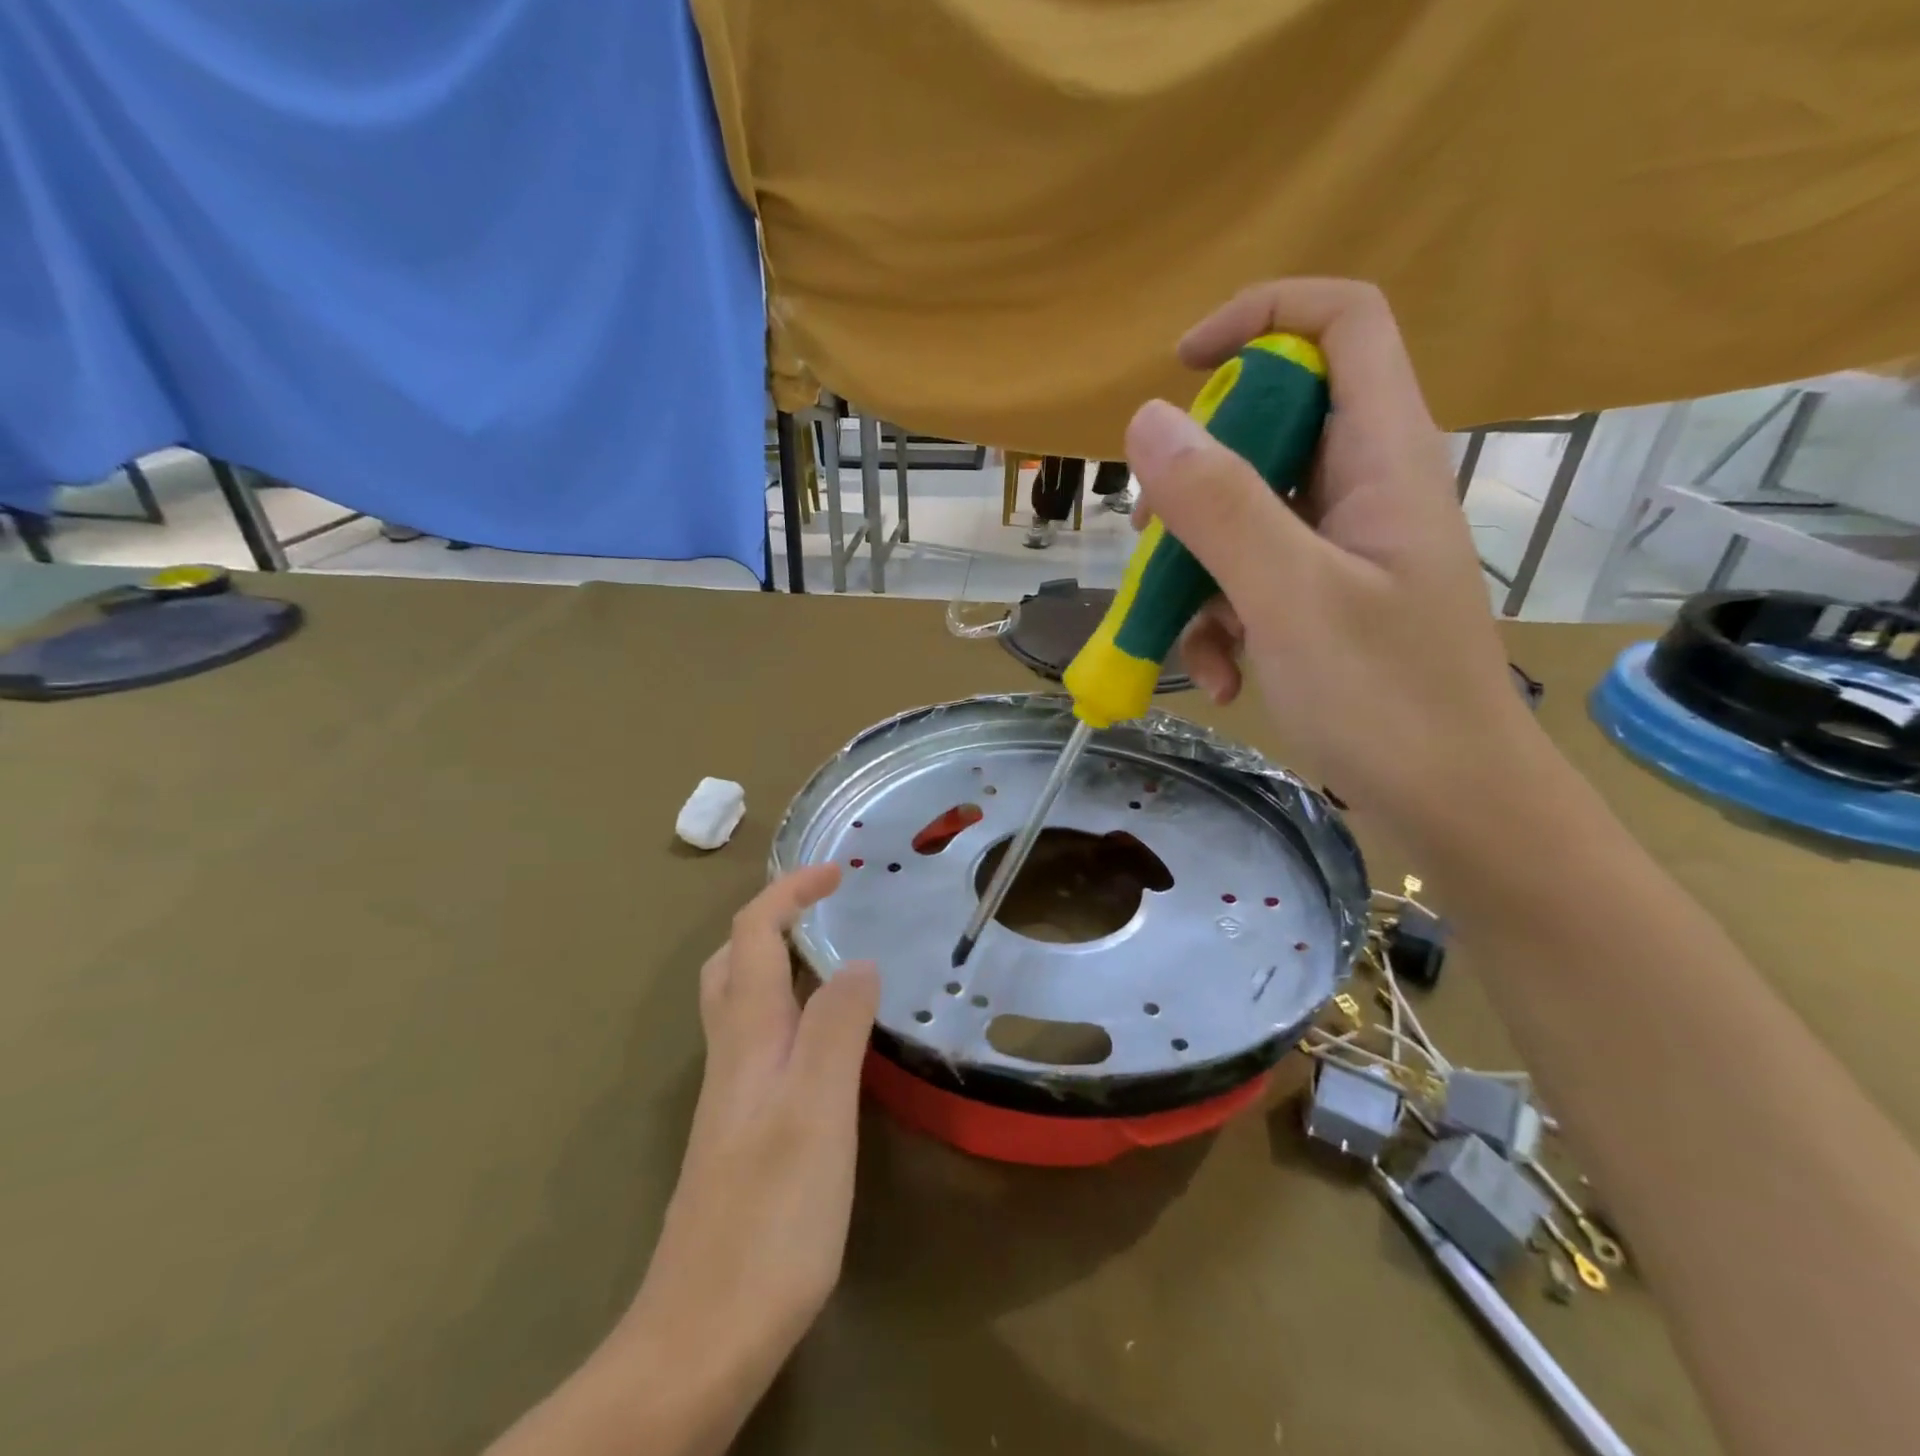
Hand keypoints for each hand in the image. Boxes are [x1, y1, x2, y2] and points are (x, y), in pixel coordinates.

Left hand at [621, 867, 878, 1444]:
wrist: (702, 1337)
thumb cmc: (770, 1218)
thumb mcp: (818, 1113)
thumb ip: (837, 1029)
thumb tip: (857, 962)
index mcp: (748, 1037)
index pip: (753, 935)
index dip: (790, 892)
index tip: (838, 872)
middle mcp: (732, 1055)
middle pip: (734, 961)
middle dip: (775, 916)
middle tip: (827, 908)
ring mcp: (732, 1097)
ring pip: (743, 1001)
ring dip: (778, 960)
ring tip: (833, 957)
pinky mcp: (741, 1133)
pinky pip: (762, 1041)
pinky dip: (790, 1010)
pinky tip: (826, 1041)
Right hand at [1127, 279, 1543, 841]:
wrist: (1452, 805)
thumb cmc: (1388, 699)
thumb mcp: (1291, 597)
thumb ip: (1220, 506)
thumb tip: (1144, 421)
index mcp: (1383, 458)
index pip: (1342, 324)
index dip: (1260, 319)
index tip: (1181, 369)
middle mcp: (1362, 489)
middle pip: (1267, 430)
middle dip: (1196, 486)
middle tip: (1156, 541)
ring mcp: (1339, 550)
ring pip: (1241, 518)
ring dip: (1196, 575)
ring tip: (1193, 643)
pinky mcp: (1320, 602)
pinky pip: (1249, 581)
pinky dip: (1220, 624)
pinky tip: (1222, 680)